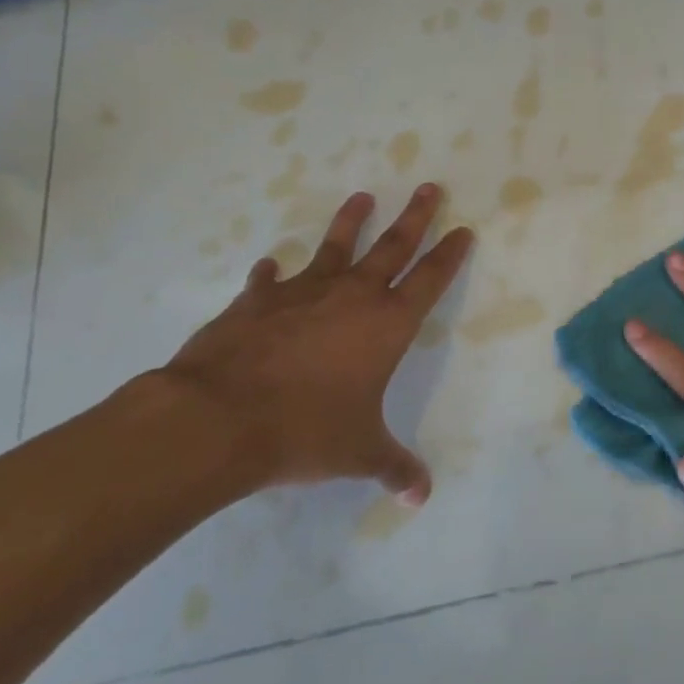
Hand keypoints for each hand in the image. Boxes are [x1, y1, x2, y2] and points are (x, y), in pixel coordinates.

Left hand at [159, 184, 473, 503]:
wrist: (221, 418)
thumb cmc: (305, 431)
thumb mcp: (358, 453)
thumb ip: (394, 467)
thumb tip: (421, 496)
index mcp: (386, 324)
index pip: (430, 279)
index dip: (449, 254)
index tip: (463, 229)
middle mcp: (352, 296)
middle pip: (393, 246)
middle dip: (415, 216)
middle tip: (428, 187)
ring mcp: (303, 292)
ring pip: (336, 246)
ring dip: (351, 221)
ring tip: (362, 196)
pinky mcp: (258, 300)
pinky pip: (270, 280)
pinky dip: (272, 273)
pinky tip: (270, 265)